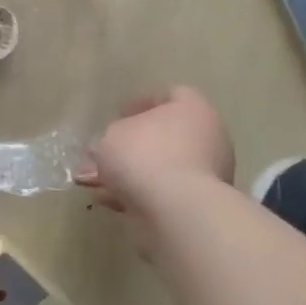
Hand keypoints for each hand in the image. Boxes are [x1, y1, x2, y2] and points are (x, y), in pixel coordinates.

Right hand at [75, 87, 233, 227]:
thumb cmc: (144, 156)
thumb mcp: (110, 136)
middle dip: (131, 146)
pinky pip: (164, 193)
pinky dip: (139, 195)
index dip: (141, 104)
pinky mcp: (200, 204)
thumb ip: (109, 137)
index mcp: (192, 109)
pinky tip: (111, 202)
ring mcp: (208, 173)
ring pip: (162, 168)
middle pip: (165, 135)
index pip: (169, 95)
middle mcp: (208, 137)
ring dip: (131, 175)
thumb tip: (109, 147)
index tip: (118, 117)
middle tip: (103, 155)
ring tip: (97, 184)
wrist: (175, 209)